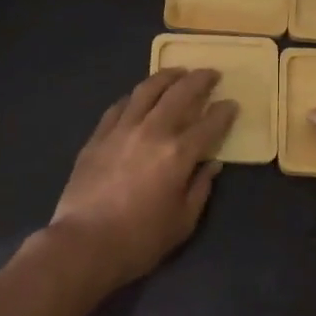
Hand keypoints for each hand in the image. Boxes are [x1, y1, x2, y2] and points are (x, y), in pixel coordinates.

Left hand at [47, 68, 236, 290]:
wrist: (84, 244)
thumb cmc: (140, 239)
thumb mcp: (183, 221)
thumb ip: (201, 188)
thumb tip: (212, 164)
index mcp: (178, 153)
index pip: (209, 123)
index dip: (224, 111)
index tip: (232, 103)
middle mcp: (152, 131)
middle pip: (180, 93)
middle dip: (199, 80)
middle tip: (210, 73)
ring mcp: (122, 129)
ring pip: (147, 90)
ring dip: (166, 76)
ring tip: (177, 72)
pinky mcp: (98, 136)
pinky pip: (119, 106)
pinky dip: (134, 97)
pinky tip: (139, 97)